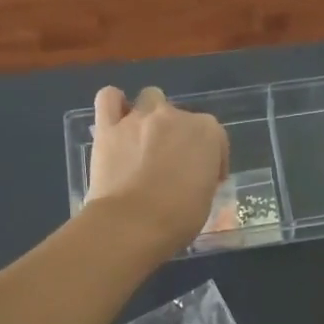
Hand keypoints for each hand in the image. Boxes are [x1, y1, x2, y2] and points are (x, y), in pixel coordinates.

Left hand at [85, 86, 228, 255]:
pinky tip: (117, 120)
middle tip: (171, 165)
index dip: (212, 158)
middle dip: (178, 137)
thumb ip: (202, 176)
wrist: (132, 224)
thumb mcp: (206, 198)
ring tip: (145, 139)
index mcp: (207, 132)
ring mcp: (140, 118)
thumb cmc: (178, 218)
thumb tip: (192, 176)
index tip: (206, 179)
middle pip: (181, 117)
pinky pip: (108, 98)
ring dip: (151, 114)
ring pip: (150, 98)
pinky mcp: (108, 127)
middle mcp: (175, 116)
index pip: (215, 137)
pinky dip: (114, 104)